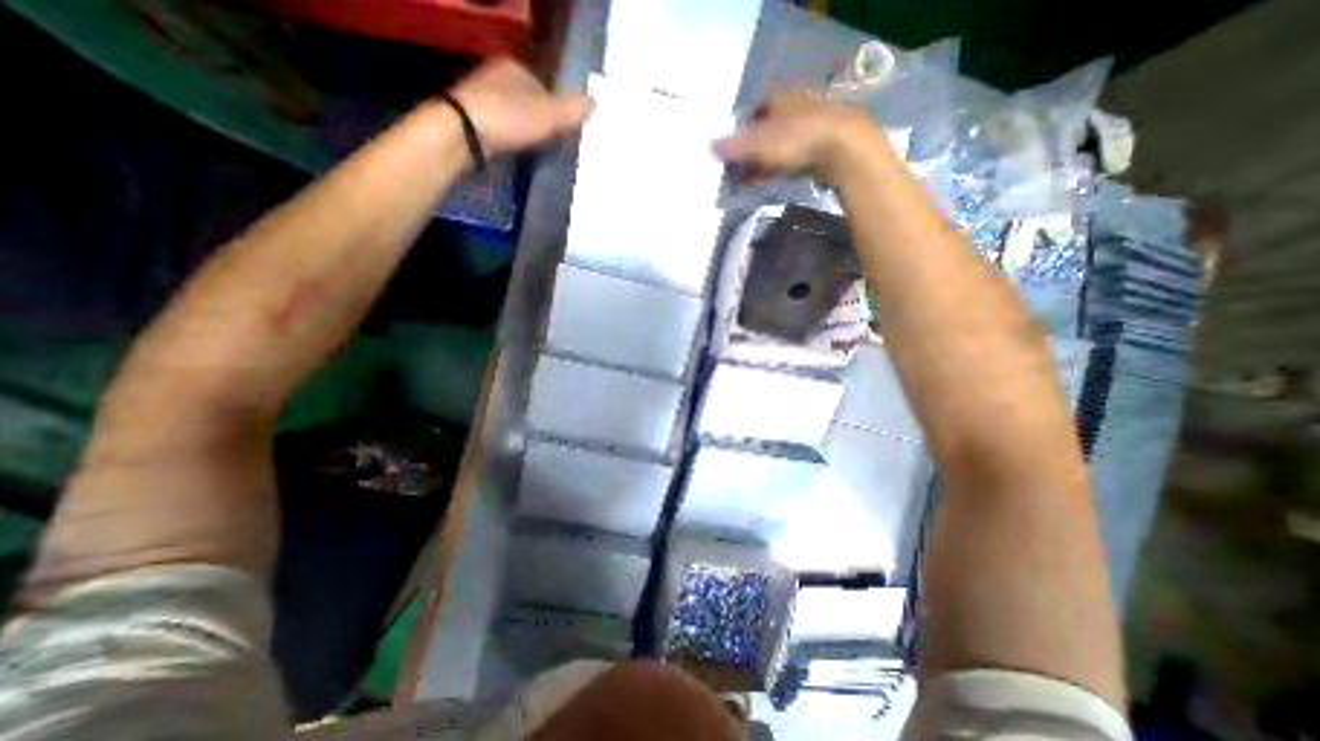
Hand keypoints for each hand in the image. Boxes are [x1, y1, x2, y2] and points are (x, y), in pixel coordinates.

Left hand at [452, 58, 589, 153]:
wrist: (464, 133)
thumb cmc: (509, 117)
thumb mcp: (549, 114)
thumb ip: (573, 109)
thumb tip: (596, 101)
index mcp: (515, 67)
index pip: (547, 87)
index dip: (560, 110)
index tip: (568, 131)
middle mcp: (496, 76)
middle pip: (531, 101)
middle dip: (544, 121)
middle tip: (556, 143)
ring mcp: (482, 97)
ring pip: (516, 115)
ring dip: (528, 131)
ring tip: (539, 150)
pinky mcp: (473, 119)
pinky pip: (503, 128)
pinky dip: (513, 138)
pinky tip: (517, 151)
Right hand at [712, 86, 885, 184]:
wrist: (844, 147)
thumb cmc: (795, 139)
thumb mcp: (757, 144)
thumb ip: (732, 147)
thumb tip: (708, 147)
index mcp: (779, 98)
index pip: (753, 112)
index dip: (741, 133)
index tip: (733, 154)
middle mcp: (796, 105)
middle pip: (767, 131)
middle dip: (753, 153)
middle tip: (741, 173)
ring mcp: (813, 123)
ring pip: (782, 144)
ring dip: (766, 163)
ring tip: (755, 182)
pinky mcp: (825, 143)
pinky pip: (797, 155)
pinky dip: (784, 167)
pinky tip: (777, 181)